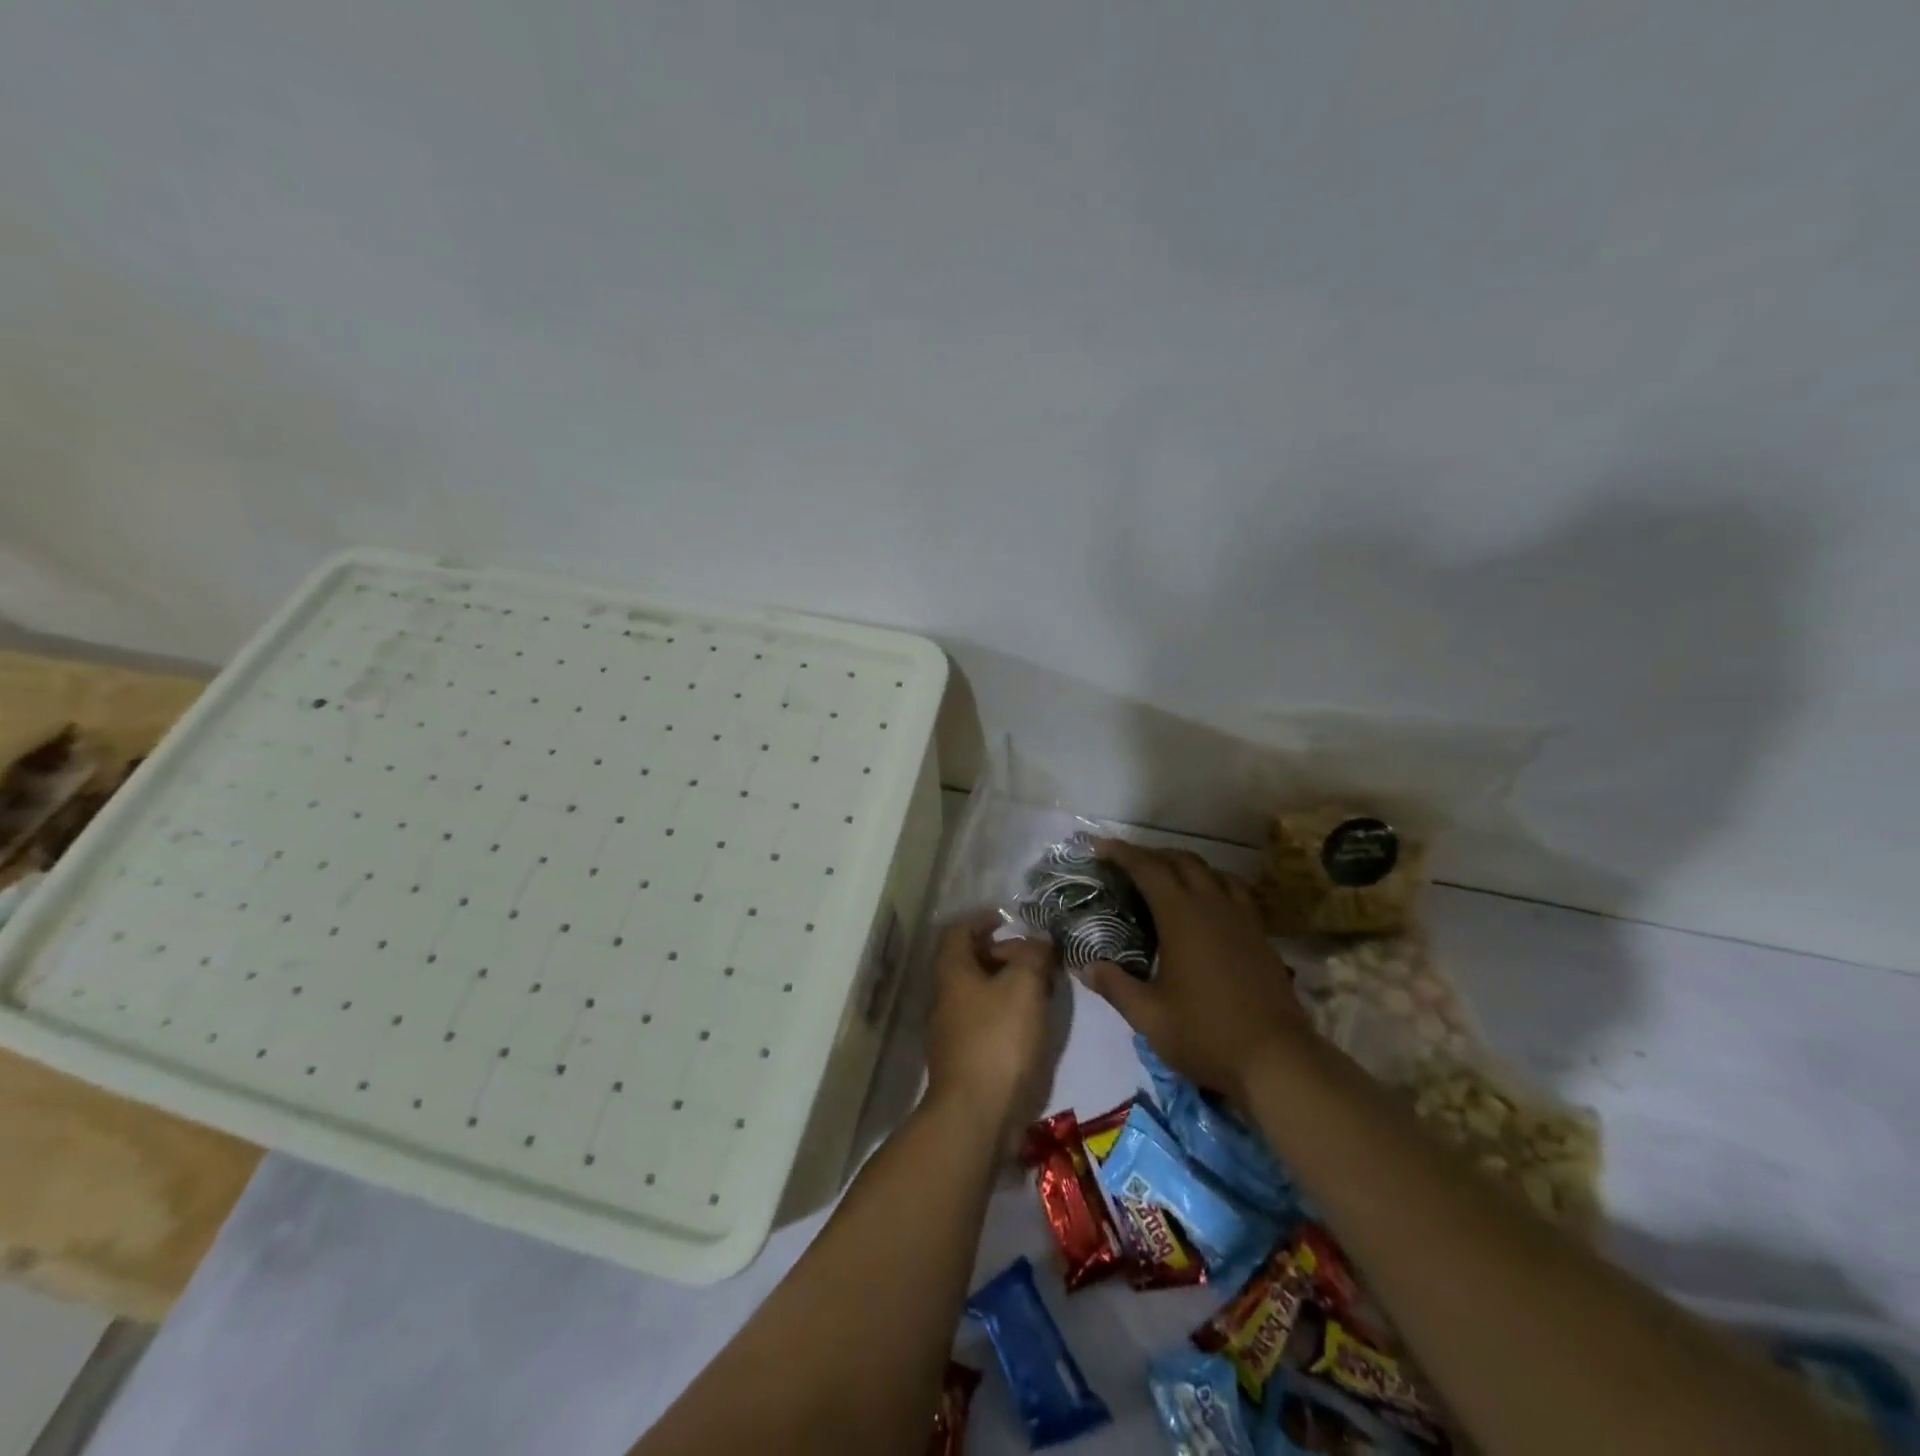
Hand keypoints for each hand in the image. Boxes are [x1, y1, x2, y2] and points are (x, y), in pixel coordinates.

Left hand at [923, 915, 1058, 1149]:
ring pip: (982, 993)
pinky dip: (1010, 1012)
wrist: (976, 1115)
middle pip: (971, 962)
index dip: (981, 919)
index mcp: (952, 972)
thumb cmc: (998, 1039)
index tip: (1007, 918)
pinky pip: (988, 1021)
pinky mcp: (967, 1058)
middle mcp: (946, 997)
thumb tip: (1039, 940)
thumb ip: (1033, 956)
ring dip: (1010, 984)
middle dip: (1004, 953)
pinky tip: (1035, 1022)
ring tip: (1044, 987)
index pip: (959, 931)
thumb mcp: (1023, 986)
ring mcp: (953, 1031)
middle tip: (1038, 957)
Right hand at [1085, 840, 1308, 1104]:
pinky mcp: (1260, 935)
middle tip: (1126, 863)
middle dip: (1152, 854)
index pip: (1149, 869)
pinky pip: (1234, 890)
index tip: (1100, 846)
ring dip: (1184, 865)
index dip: (1122, 853)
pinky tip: (1206, 903)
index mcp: (1182, 916)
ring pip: (1211, 871)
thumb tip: (1085, 966)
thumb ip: (1115, 986)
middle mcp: (1213, 905)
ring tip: (1165, 877)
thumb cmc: (1207, 1035)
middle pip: (1182, 861)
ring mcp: (1242, 918)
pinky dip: (1212, 882)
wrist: (1278, 1059)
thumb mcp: (1149, 1016)